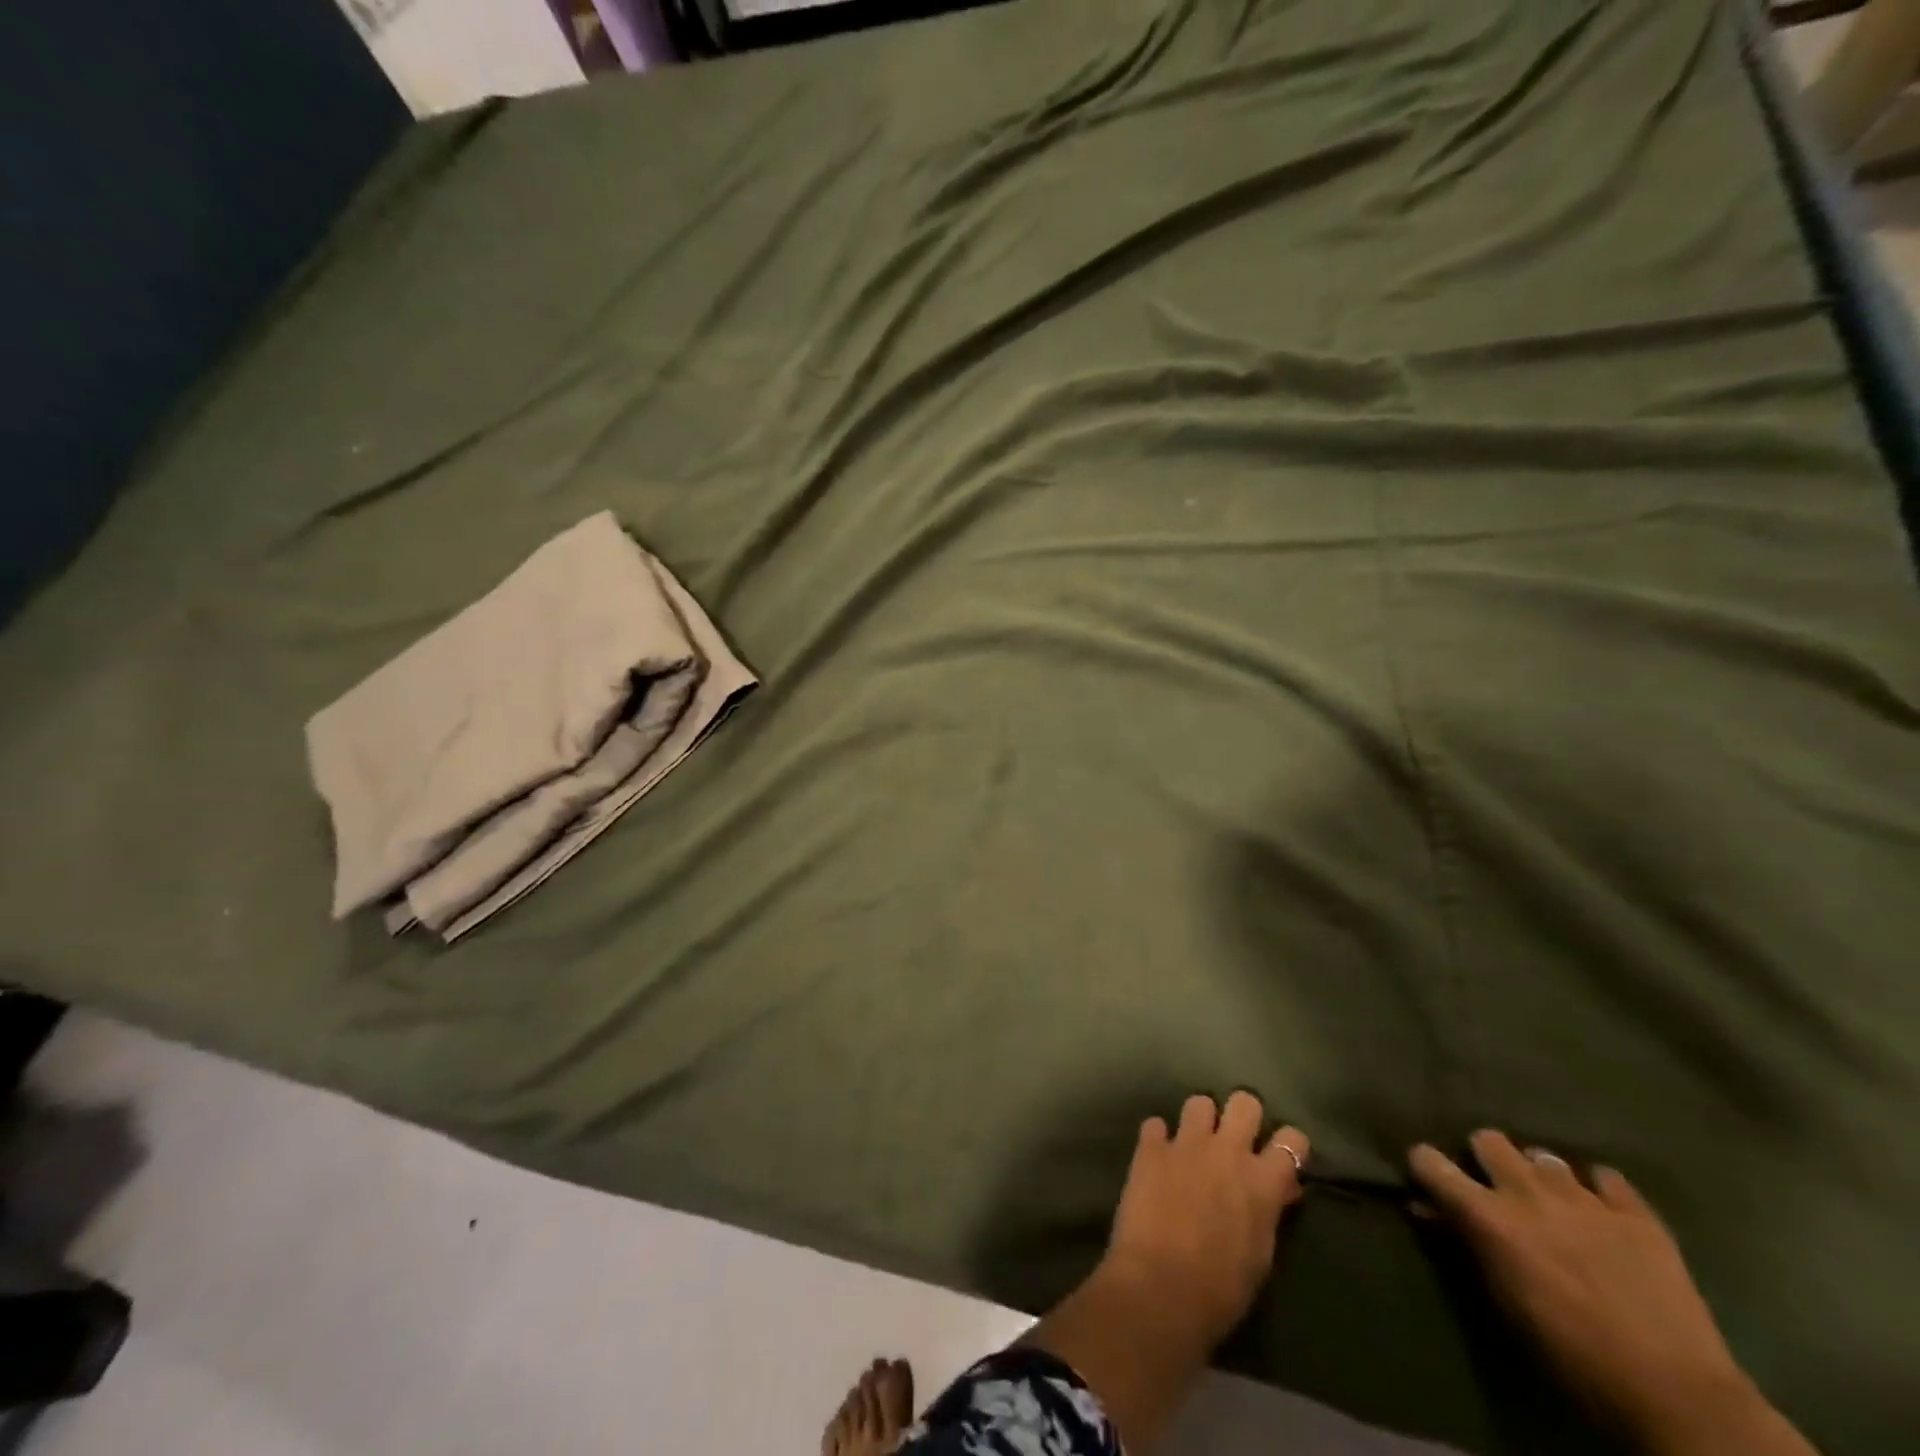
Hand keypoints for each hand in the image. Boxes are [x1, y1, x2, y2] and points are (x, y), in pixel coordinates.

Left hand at [1105, 1092, 1309, 1348]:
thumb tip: (1280, 1188)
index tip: (1281, 1155)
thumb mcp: (1261, 1254)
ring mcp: (1185, 1143)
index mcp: (1262, 1180)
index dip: (1289, 1144)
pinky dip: (1157, 1139)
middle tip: (1235, 1138)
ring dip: (1199, 1121)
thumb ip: (1269, 1211)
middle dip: (1242, 1115)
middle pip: (1245, 1101)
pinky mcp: (1149, 1147)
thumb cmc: (1221, 1287)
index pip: (1292, 1139)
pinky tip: (1156, 1157)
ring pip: (1198, 1102)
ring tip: (1193, 1145)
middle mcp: (1227, 1150)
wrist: (1161, 1286)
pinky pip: (1155, 1125)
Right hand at [1409, 1131, 1813, 1455]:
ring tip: (1554, 1203)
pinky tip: (1604, 1215)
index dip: (1426, 1166)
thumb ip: (1465, 1246)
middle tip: (1498, 1189)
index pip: (1429, 1161)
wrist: (1678, 1395)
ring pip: (1545, 1155)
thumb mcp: (1504, 1304)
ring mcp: (1586, 1198)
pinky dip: (1599, 1192)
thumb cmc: (1573, 1355)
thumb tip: (1428, 1210)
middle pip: (1488, 1138)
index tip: (1431, 1179)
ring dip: (1541, 1175)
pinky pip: (1606, 1178)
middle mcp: (1528, 1192)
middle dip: (1486, 1158)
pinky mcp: (1636, 1213)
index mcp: (1490, 1216)